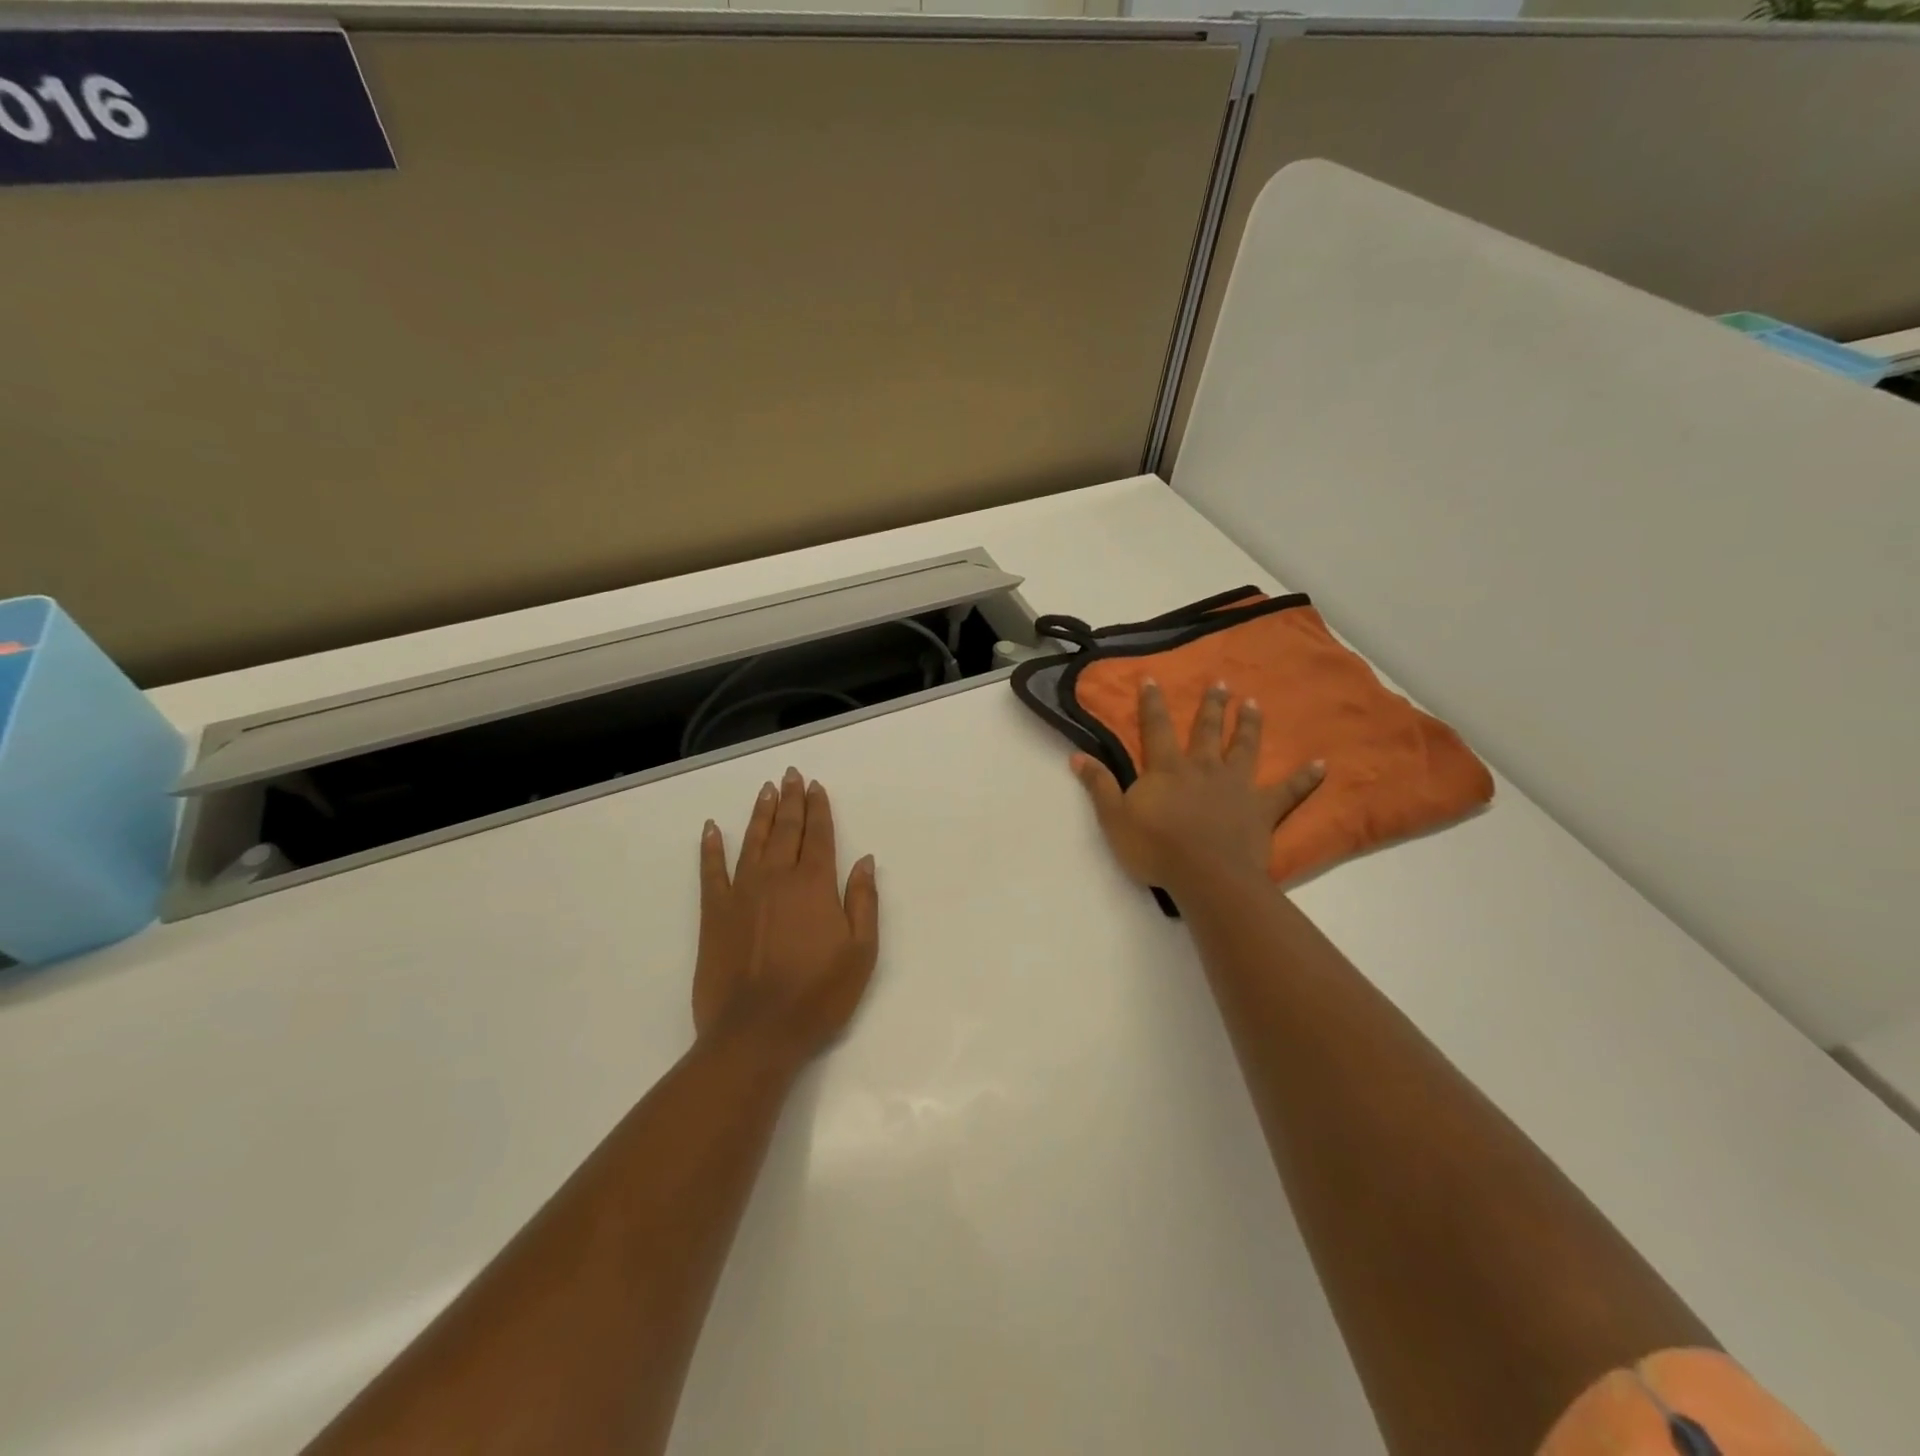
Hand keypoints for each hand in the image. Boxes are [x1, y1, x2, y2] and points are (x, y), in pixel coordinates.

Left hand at [695, 768, 879, 1061]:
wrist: (757, 1032)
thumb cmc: (818, 995)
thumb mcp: (861, 952)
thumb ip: (863, 901)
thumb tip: (865, 860)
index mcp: (814, 885)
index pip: (819, 836)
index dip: (818, 809)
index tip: (816, 786)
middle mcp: (777, 878)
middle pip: (786, 830)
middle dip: (791, 800)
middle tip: (791, 775)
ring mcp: (742, 893)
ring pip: (752, 842)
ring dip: (760, 813)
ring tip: (766, 790)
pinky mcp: (714, 913)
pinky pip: (711, 871)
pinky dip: (710, 848)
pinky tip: (711, 829)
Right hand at [1072, 680, 1323, 898]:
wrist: (1206, 876)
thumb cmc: (1156, 848)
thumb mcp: (1114, 818)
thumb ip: (1098, 785)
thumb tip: (1076, 756)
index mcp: (1168, 769)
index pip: (1156, 728)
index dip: (1152, 703)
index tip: (1152, 678)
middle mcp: (1204, 768)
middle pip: (1207, 730)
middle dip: (1211, 705)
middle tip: (1220, 682)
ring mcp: (1236, 786)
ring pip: (1244, 748)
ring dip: (1249, 725)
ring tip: (1253, 704)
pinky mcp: (1262, 809)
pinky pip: (1288, 791)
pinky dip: (1305, 778)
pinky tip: (1322, 764)